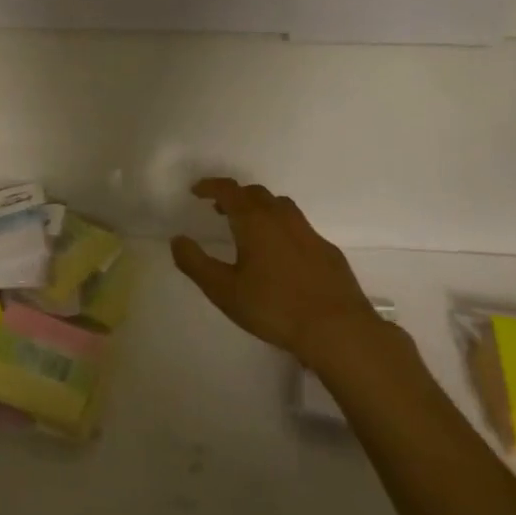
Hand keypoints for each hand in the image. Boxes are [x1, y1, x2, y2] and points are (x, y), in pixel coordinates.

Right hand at [171, 178, 384, 363]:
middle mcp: (282, 218)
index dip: (210, 186)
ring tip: (249, 228)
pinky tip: (281, 254)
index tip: (197, 191)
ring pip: (281, 207)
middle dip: (235, 196)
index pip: (229, 190)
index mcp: (254, 221)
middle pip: (256, 194)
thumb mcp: (223, 290)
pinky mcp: (327, 251)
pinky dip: (282, 228)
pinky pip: (299, 227)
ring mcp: (309, 233)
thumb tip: (178, 240)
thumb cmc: (274, 307)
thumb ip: (196, 263)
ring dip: (260, 208)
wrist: (337, 328)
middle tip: (220, 210)